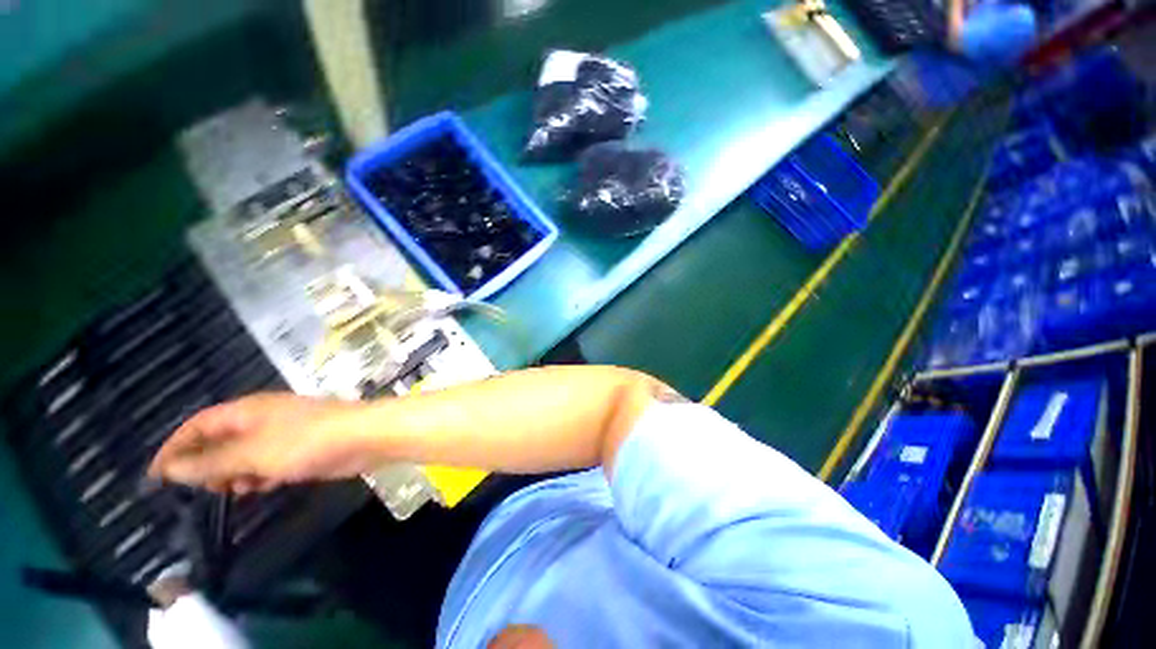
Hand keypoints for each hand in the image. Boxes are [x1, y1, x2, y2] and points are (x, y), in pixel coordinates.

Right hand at [147, 393, 369, 493]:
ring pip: (244, 455)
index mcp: (246, 411)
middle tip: (198, 491)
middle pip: (220, 441)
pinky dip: (259, 476)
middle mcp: (263, 419)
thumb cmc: (306, 441)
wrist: (365, 438)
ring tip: (230, 492)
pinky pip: (268, 463)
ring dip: (233, 474)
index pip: (198, 425)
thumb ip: (210, 463)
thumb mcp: (251, 454)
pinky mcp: (302, 449)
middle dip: (205, 465)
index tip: (155, 477)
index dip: (174, 447)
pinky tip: (259, 488)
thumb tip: (169, 469)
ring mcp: (284, 434)